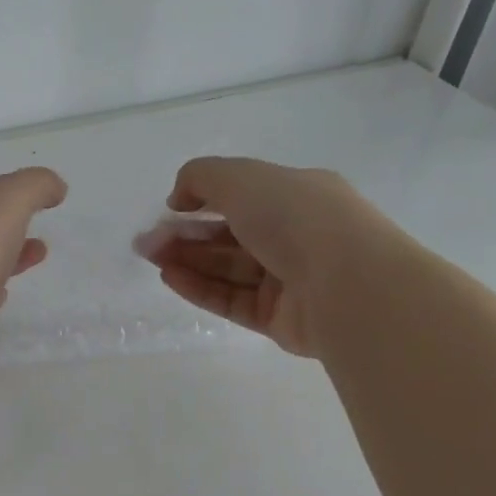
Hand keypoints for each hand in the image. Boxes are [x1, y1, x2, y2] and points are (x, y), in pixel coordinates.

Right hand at [141, 158, 393, 356]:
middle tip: (147, 242)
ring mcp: (290, 280)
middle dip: (186, 235)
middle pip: (230, 235)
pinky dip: (200, 287)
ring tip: (151, 258)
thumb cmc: (295, 217)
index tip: (168, 209)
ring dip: (187, 260)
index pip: (243, 195)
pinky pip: (232, 300)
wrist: (347, 284)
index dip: (201, 200)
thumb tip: (179, 199)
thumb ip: (200, 178)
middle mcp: (296, 236)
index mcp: (298, 195)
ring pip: (228, 268)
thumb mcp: (240, 177)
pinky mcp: (280, 318)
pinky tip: (170, 277)